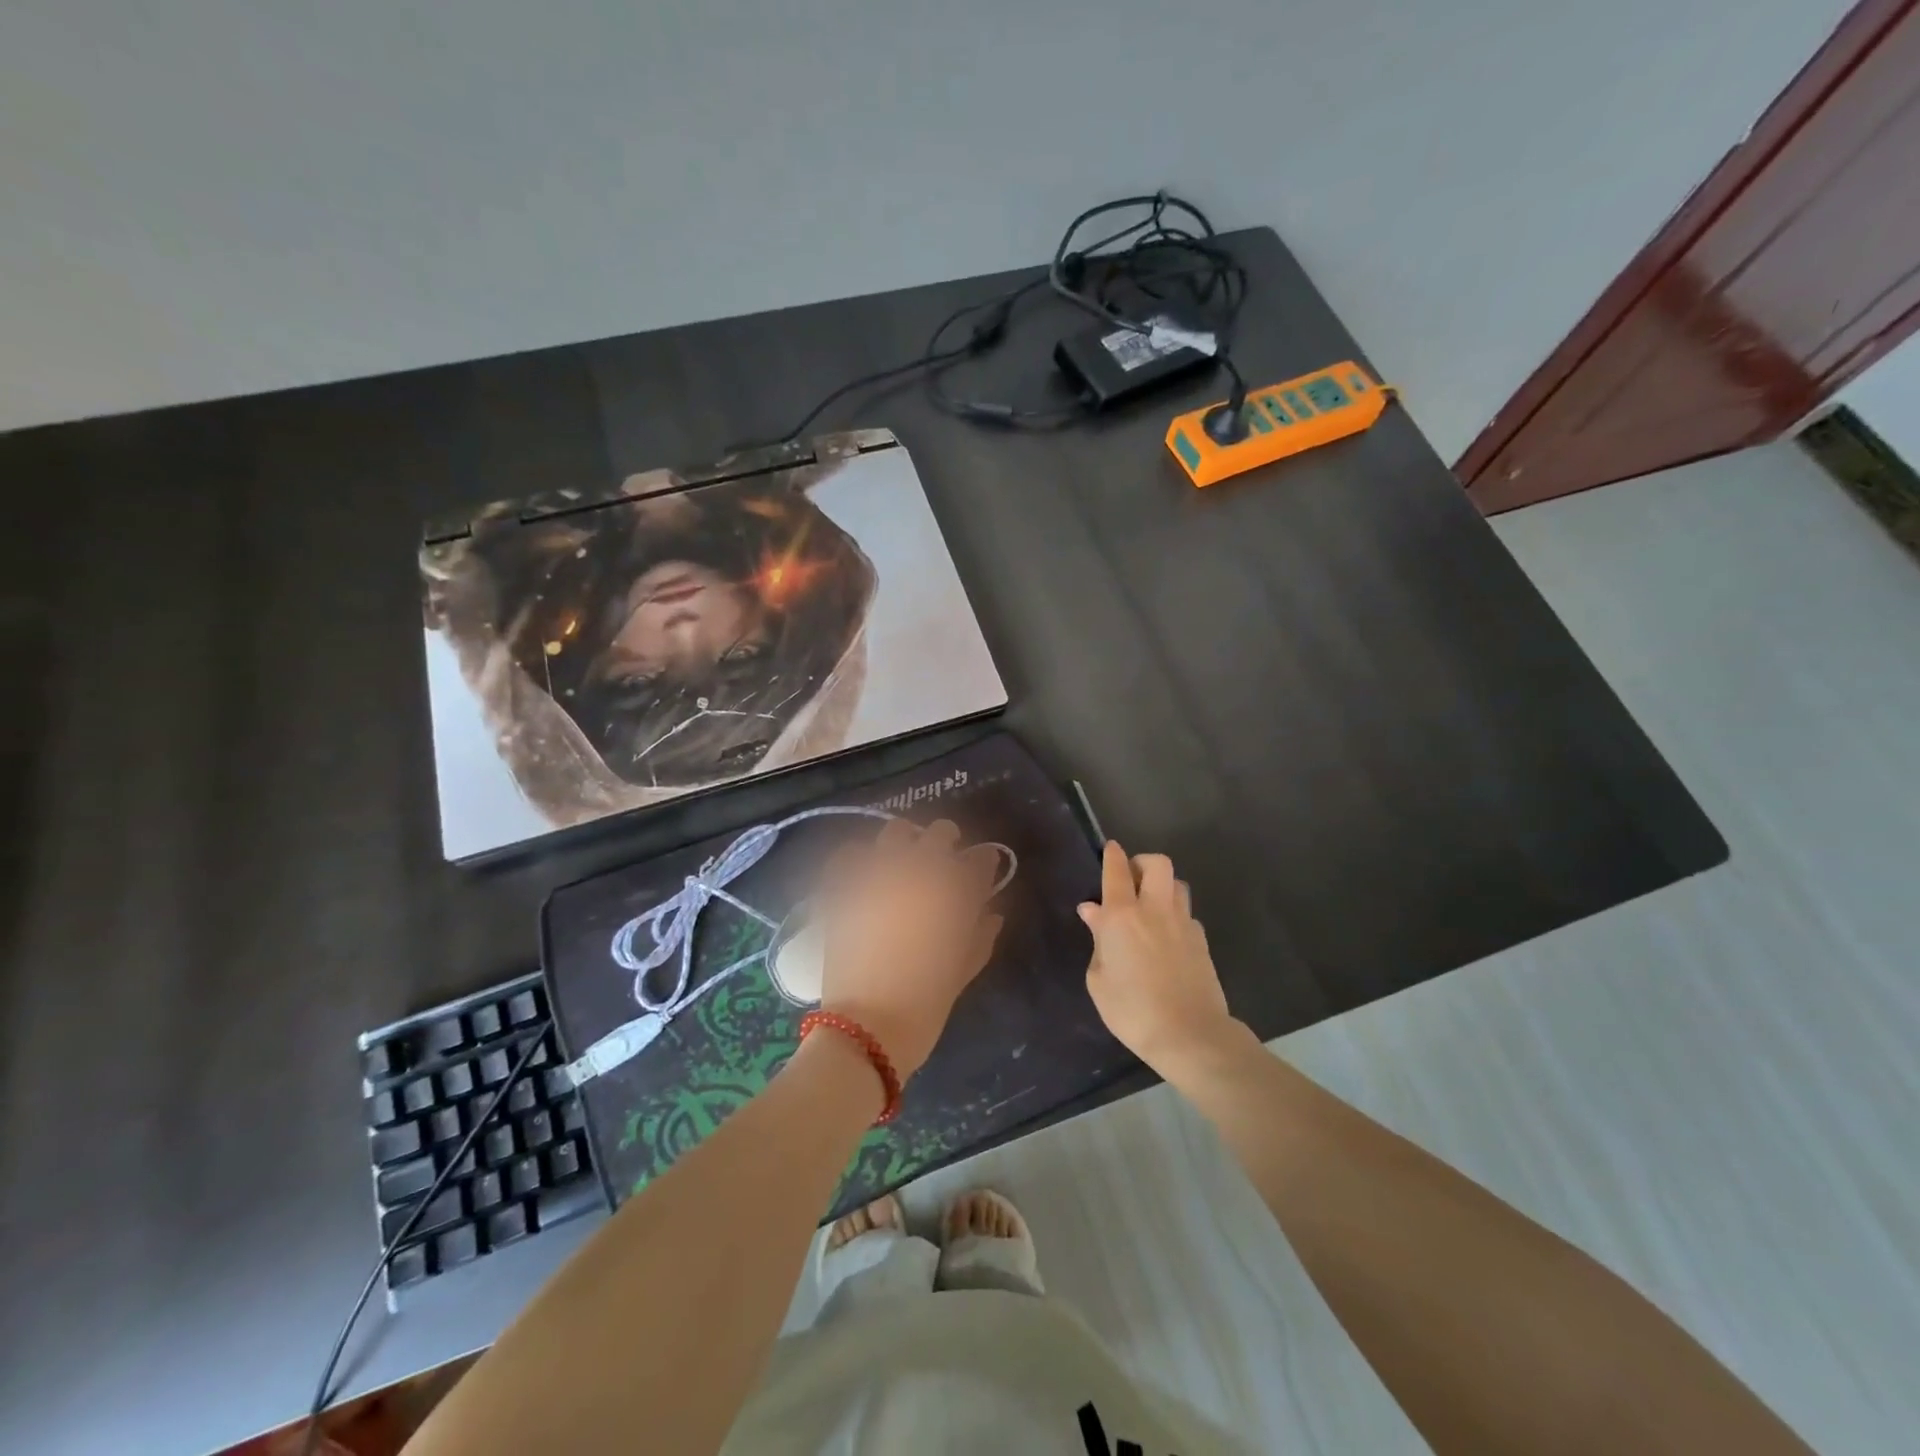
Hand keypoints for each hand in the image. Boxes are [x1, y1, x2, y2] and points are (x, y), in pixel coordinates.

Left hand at [816, 819, 1005, 1079]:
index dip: (984, 863)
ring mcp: (877, 875)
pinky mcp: (843, 887)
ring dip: (906, 842)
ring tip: (904, 860)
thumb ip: (980, 935)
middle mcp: (918, 873)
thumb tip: (991, 912)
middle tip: (945, 861)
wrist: (865, 1029)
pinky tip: (864, 871)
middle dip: (948, 843)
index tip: (982, 869)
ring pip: (896, 832)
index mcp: (954, 894)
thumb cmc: (925, 1006)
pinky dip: (859, 857)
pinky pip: (849, 855)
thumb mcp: (962, 972)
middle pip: (940, 834)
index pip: (980, 860)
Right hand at [1079, 841, 1238, 1077]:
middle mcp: (1154, 909)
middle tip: (1131, 879)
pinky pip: (1187, 914)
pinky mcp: (1202, 940)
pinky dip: (1175, 916)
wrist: (1189, 1034)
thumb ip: (1098, 940)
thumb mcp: (1098, 979)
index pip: (1117, 871)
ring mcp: (1183, 923)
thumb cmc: (1132, 1010)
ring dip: (1162, 886)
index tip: (1110, 848)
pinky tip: (1167, 937)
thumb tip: (1094, 912)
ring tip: (1150, 906)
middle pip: (1157, 864)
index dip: (1112, 855)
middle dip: (1142, 862)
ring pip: (1177, 884)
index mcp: (1122, 916)